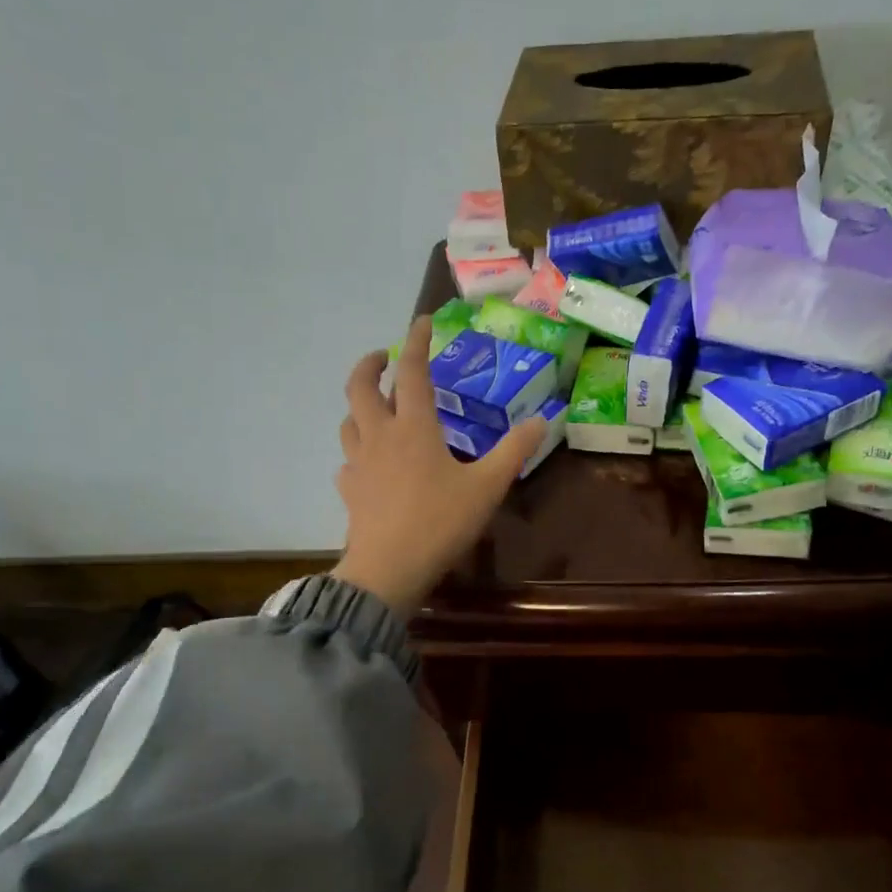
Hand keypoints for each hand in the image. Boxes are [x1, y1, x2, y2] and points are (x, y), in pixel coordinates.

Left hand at [330, 316, 545, 616]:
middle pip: (360, 387)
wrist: (388, 570)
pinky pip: (349, 460)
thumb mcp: (487, 487)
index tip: (422, 321)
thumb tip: (542, 420)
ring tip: (377, 407)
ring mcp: (358, 463)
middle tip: (384, 358)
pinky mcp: (349, 490)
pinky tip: (371, 464)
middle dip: (370, 364)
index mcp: (413, 427)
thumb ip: (514, 451)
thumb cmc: (439, 522)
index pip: (411, 371)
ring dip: (360, 406)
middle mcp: (379, 435)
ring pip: (349, 421)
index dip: (416, 341)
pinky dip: (358, 451)